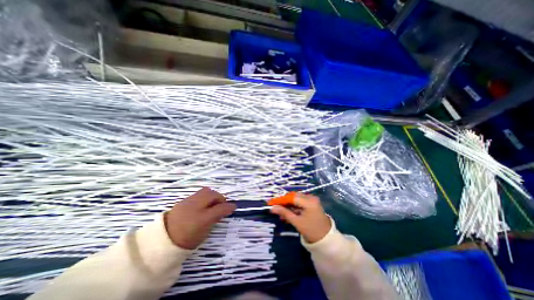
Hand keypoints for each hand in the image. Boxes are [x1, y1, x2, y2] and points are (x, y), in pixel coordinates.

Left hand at [166, 187, 234, 247]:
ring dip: (212, 195)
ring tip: (212, 203)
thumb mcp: (204, 232)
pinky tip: (202, 204)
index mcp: (201, 219)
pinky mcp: (183, 201)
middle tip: (221, 204)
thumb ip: (215, 219)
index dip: (229, 207)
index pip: (219, 208)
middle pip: (212, 194)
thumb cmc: (186, 240)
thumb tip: (223, 211)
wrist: (162, 241)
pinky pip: (198, 194)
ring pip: (205, 191)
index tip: (234, 207)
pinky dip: (204, 197)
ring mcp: (188, 202)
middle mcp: (195, 207)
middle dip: (220, 197)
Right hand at [272, 192, 329, 243]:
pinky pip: (299, 203)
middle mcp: (311, 198)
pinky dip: (293, 207)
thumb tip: (272, 208)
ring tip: (280, 213)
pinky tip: (287, 213)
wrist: (326, 239)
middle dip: (283, 202)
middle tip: (275, 207)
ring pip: (296, 200)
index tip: (271, 203)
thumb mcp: (297, 222)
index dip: (280, 200)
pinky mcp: (311, 204)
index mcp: (309, 201)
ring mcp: (312, 200)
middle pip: (293, 197)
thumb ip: (284, 213)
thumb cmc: (311, 231)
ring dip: (288, 205)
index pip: (291, 197)